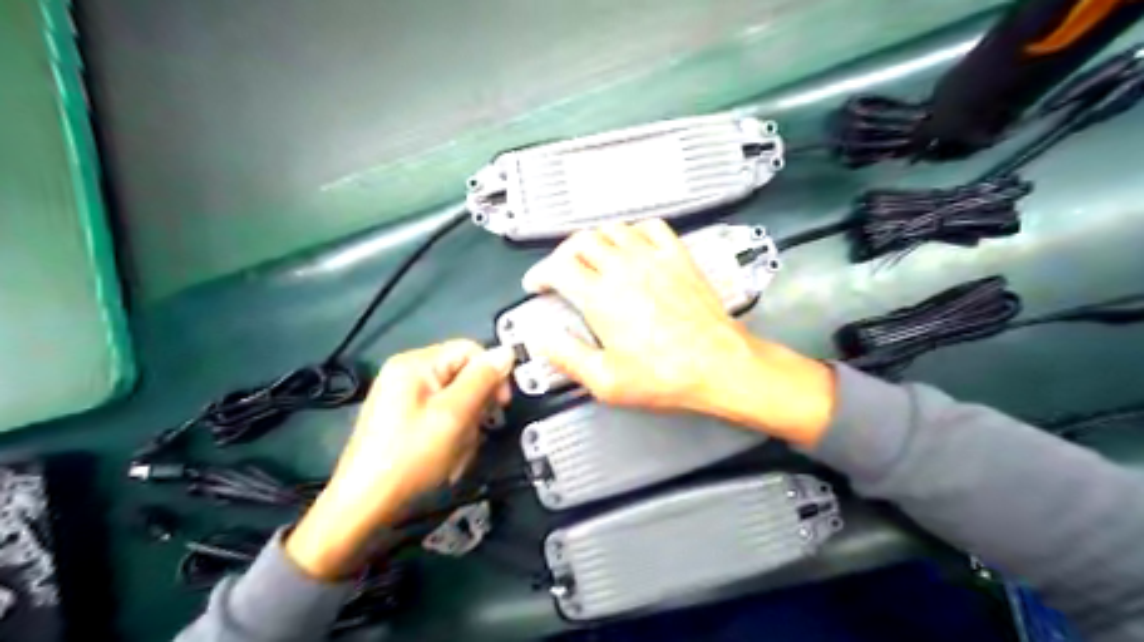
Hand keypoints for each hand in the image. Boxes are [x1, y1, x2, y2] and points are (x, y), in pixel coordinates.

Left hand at [287, 342, 513, 581]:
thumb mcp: (453, 416)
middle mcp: (407, 373)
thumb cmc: (410, 458)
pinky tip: (446, 457)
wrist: (364, 506)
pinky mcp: (403, 420)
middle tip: (474, 432)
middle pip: (463, 375)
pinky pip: (441, 417)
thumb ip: (482, 380)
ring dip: (465, 426)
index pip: (470, 350)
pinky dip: (451, 435)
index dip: (492, 373)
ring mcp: (403, 398)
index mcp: (415, 364)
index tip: (501, 405)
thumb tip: (507, 352)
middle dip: (476, 406)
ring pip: (456, 400)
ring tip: (456, 452)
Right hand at [522, 222, 836, 447]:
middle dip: (563, 254)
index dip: (540, 273)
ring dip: (595, 240)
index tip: (538, 283)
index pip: (557, 267)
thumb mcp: (606, 381)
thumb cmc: (669, 375)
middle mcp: (625, 269)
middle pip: (581, 241)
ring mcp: (653, 259)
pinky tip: (634, 244)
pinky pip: (652, 227)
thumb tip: (543, 341)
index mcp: (601, 297)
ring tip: (592, 257)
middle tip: (561, 270)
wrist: (719, 365)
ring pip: (613, 229)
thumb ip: (567, 357)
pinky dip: (634, 230)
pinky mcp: (678, 258)